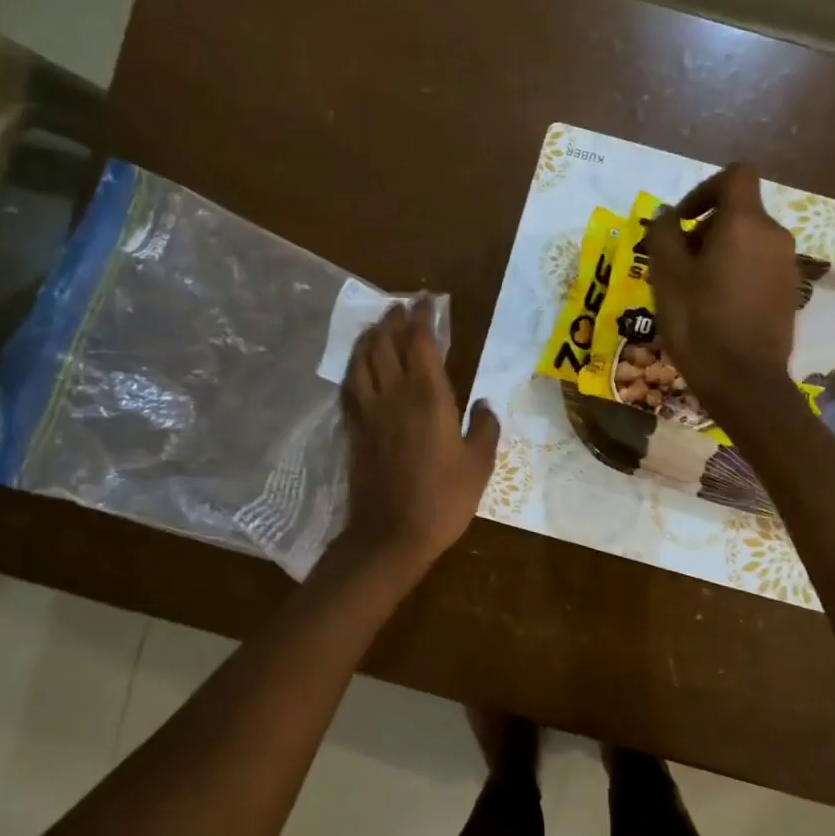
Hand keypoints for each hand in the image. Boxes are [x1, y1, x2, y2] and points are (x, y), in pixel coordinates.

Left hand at [341, 296, 500, 576]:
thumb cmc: (444, 500)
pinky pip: (350, 387)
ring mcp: (370, 412)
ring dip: (370, 338)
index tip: (427, 300)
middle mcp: (395, 395)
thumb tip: (483, 404)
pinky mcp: (355, 431)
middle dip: (394, 320)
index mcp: (429, 398)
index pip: (421, 343)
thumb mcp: (479, 465)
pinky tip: (358, 365)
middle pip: (387, 345)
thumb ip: (484, 428)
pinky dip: (354, 368)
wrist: (391, 534)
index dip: (422, 317)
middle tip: (401, 306)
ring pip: (363, 361)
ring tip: (377, 325)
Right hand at [646, 165, 800, 417]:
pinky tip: (715, 307)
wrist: (745, 382)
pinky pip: (758, 266)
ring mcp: (786, 265)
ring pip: (748, 241)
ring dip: (718, 252)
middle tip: (676, 263)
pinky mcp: (789, 292)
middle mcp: (774, 236)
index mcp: (745, 223)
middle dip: (705, 228)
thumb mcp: (667, 276)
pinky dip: (736, 272)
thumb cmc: (700, 323)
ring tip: (692, 289)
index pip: (736, 175)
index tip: (683, 220)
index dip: (706, 188)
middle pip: (739, 211)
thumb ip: (664, 234)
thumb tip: (669, 215)